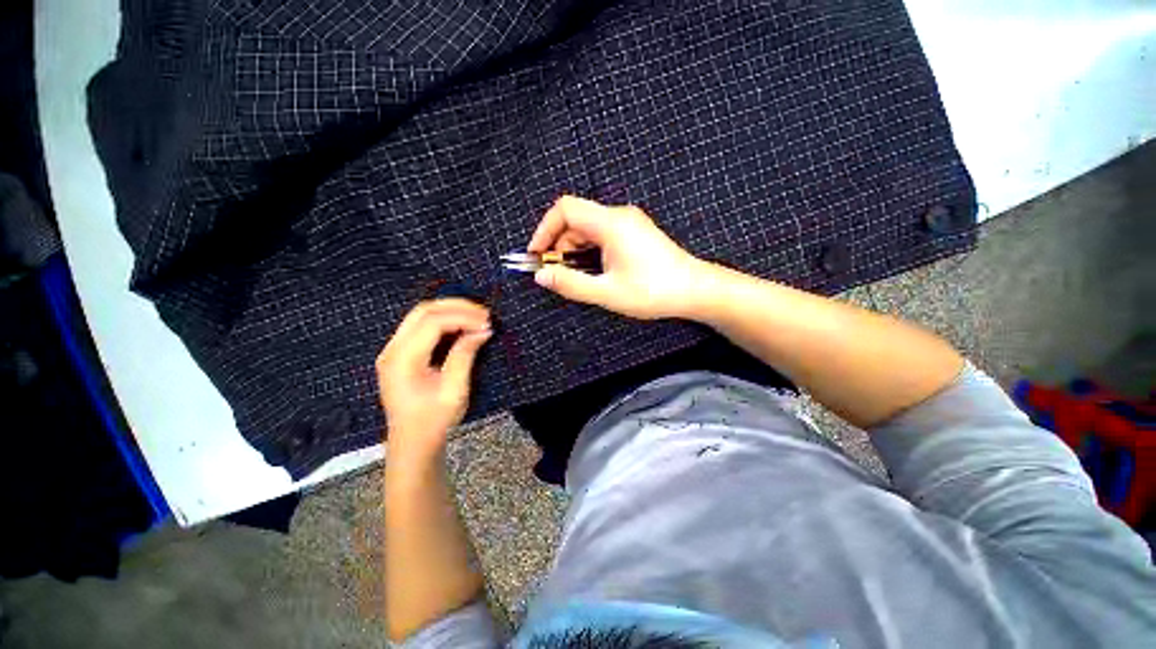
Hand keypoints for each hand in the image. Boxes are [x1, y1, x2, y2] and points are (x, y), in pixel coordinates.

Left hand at [376, 299, 491, 457]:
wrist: (413, 441)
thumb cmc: (434, 420)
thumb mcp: (455, 390)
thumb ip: (465, 355)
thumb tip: (483, 330)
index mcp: (402, 360)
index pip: (432, 322)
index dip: (462, 317)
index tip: (487, 323)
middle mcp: (393, 349)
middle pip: (423, 311)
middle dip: (456, 307)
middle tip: (484, 314)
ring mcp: (393, 349)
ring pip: (421, 314)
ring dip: (450, 311)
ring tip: (476, 317)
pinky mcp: (400, 352)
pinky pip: (421, 325)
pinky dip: (444, 320)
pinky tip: (462, 325)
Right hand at [528, 195, 705, 318]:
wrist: (694, 290)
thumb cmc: (653, 291)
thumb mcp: (607, 292)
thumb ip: (571, 283)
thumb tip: (542, 275)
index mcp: (611, 224)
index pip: (565, 209)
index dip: (544, 229)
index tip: (536, 254)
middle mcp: (619, 216)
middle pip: (576, 220)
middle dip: (559, 244)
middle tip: (554, 272)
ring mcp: (628, 223)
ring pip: (588, 228)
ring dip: (573, 250)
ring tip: (572, 276)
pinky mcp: (634, 232)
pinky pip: (602, 235)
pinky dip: (589, 250)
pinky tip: (591, 271)